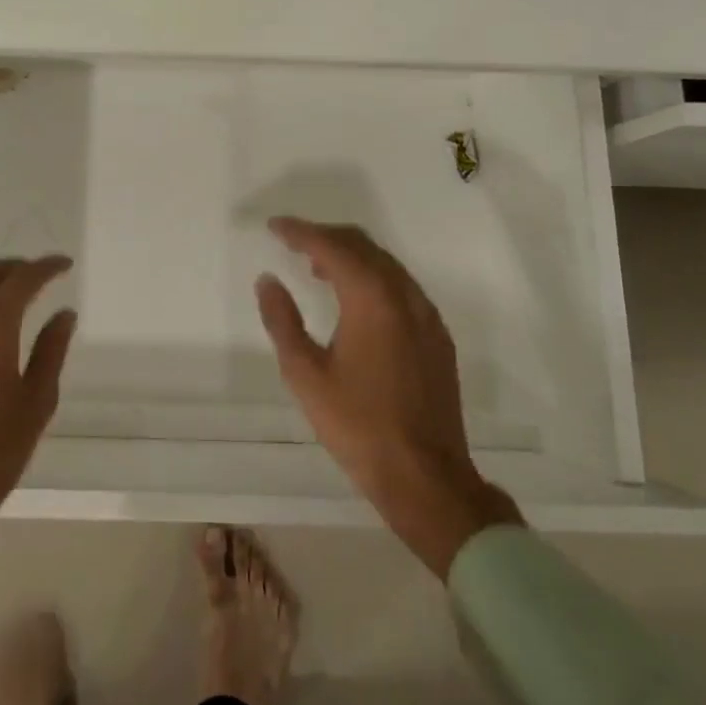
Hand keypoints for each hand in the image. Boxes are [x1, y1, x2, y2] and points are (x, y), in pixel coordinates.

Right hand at [256, 218, 521, 578]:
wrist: (426, 477)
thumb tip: (268, 281)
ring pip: (385, 264)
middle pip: (363, 245)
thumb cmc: (358, 425)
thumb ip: (283, 320)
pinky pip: (401, 286)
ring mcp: (426, 315)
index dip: (300, 232)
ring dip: (350, 256)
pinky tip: (355, 301)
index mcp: (372, 299)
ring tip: (316, 268)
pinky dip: (373, 278)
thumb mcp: (305, 374)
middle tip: (293, 242)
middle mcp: (404, 295)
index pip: (332, 246)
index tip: (274, 227)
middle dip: (326, 237)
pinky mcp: (437, 336)